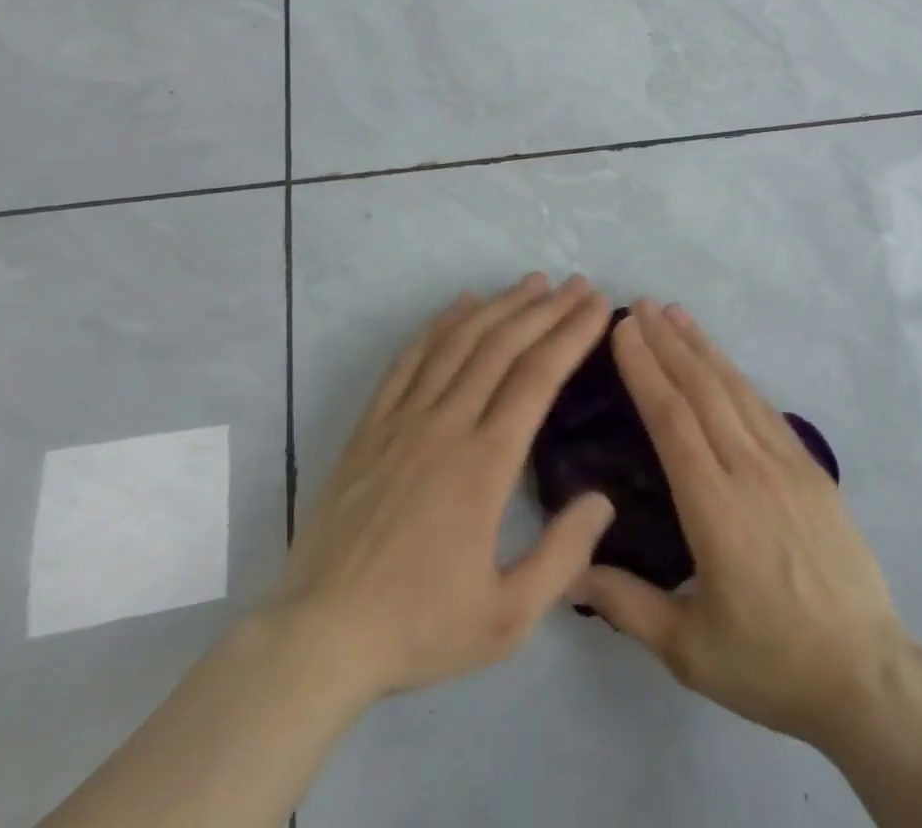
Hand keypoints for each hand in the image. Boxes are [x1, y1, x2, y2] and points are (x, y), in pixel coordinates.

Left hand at [266, 274, 616, 712]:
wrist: (317, 640)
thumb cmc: (418, 628)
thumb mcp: (507, 618)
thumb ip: (564, 557)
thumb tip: (604, 500)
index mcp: (485, 463)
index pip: (539, 376)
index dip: (572, 333)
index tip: (599, 305)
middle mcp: (447, 425)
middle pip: (503, 346)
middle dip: (547, 308)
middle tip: (577, 283)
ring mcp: (404, 420)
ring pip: (459, 342)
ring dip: (501, 305)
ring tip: (533, 282)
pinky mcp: (371, 427)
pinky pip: (409, 359)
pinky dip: (440, 324)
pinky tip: (462, 304)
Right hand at [572, 301, 910, 748]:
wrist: (864, 672)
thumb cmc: (770, 662)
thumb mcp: (688, 649)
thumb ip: (626, 605)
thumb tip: (570, 574)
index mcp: (715, 508)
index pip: (672, 420)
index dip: (646, 370)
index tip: (624, 332)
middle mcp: (750, 470)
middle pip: (702, 391)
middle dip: (668, 344)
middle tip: (641, 307)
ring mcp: (786, 464)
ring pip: (736, 390)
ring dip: (703, 348)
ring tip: (676, 315)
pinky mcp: (810, 468)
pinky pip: (766, 409)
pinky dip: (738, 376)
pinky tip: (723, 362)